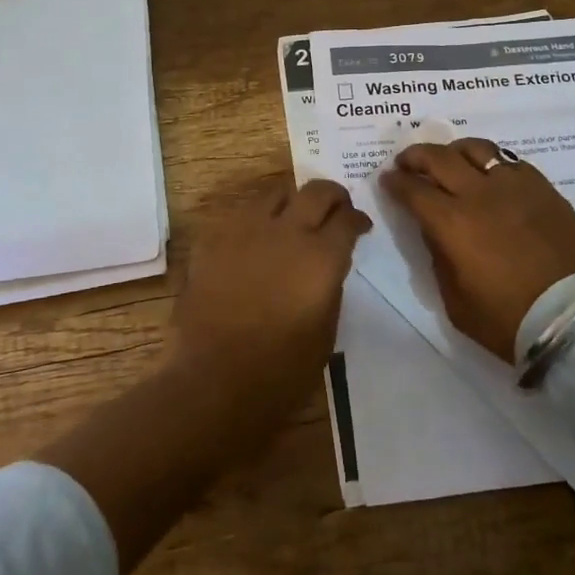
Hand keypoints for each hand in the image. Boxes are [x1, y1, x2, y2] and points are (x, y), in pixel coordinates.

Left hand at [171, 176, 370, 414]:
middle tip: (335, 209)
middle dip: (332, 196)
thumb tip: (327, 265)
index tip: (361, 227)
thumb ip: (330, 286)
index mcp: (321, 257)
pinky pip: (239, 215)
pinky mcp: (213, 240)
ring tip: (292, 219)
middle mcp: (286, 232)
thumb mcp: (326, 332)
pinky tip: (254, 242)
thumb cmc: (281, 372)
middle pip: (316, 191)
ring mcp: (245, 231)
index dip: (358, 220)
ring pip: (275, 193)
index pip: (348, 218)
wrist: (213, 383)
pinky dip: (254, 222)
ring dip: (291, 202)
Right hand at [382, 139, 574, 362]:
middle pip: (439, 157)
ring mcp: (514, 185)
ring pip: (476, 148)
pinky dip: (489, 161)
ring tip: (448, 160)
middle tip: (407, 162)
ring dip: (453, 150)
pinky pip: (508, 160)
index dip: (395, 182)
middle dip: (416, 156)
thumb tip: (435, 232)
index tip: (387, 180)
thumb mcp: (456, 302)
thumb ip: (439, 259)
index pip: (413, 190)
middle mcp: (479, 194)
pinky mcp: (542, 187)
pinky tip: (488, 173)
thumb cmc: (509, 320)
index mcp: (452, 223)